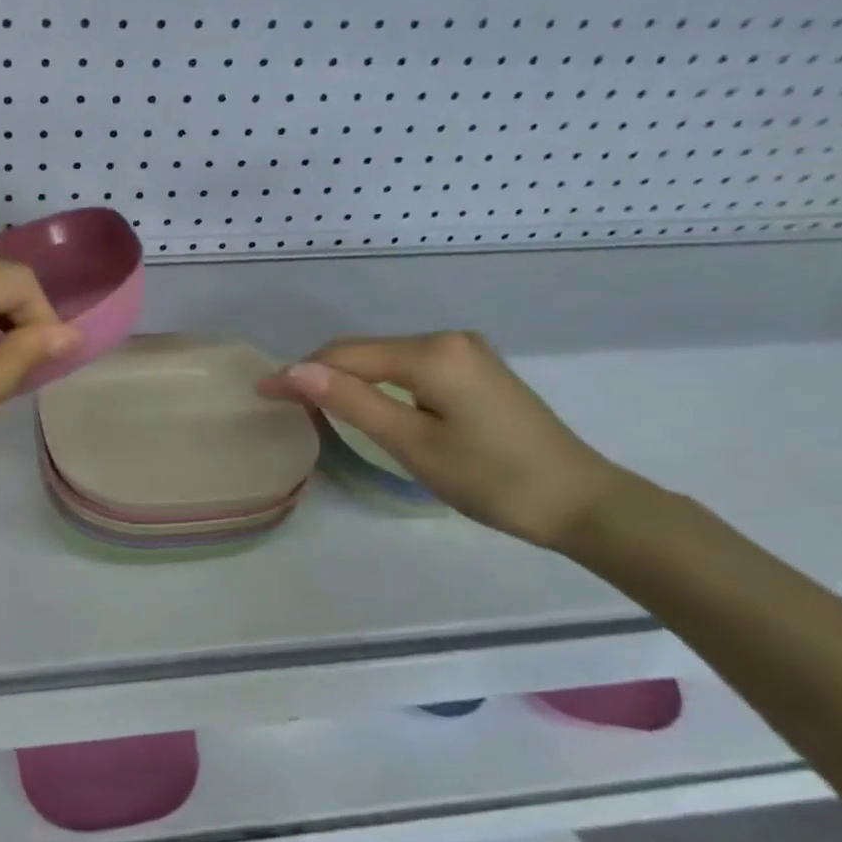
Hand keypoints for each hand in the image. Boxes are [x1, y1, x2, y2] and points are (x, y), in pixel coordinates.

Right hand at [259, 331, 635, 548]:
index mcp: (433, 353)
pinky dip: (379, 385)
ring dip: (347, 380)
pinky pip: (410, 370)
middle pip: (366, 352)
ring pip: (386, 360)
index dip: (299, 373)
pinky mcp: (475, 373)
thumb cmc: (492, 479)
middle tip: (280, 404)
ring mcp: (466, 354)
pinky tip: (364, 404)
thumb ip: (352, 402)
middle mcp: (448, 340)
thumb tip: (294, 370)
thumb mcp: (413, 443)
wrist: (580, 502)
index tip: (261, 393)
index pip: (346, 355)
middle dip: (320, 374)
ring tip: (312, 406)